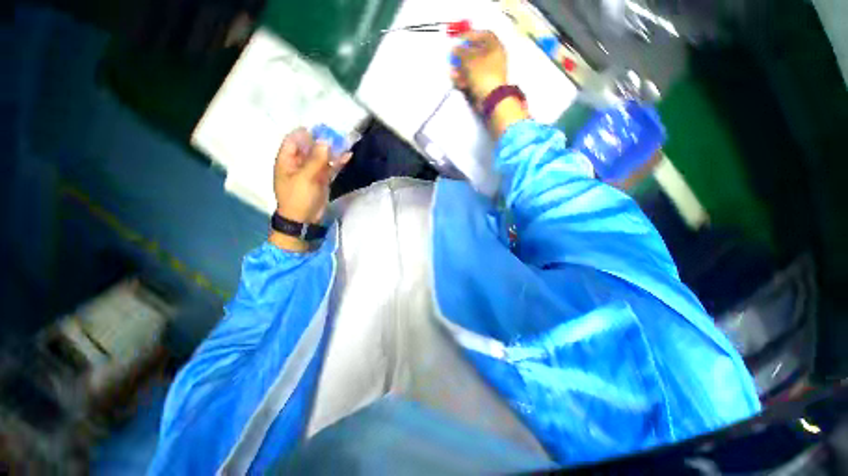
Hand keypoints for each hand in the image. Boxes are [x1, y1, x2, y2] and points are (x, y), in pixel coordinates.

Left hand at [271, 127, 350, 250]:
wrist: (304, 220)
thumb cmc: (299, 198)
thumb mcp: (305, 178)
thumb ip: (316, 159)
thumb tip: (325, 142)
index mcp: (287, 160)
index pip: (294, 140)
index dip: (307, 133)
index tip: (322, 130)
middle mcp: (299, 163)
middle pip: (310, 147)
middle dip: (323, 141)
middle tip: (338, 135)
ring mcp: (311, 171)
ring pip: (322, 157)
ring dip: (333, 151)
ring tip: (346, 143)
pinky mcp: (322, 179)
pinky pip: (330, 167)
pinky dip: (338, 162)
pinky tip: (348, 156)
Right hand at [451, 30, 528, 136]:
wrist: (491, 98)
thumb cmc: (482, 74)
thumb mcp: (469, 60)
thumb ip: (460, 52)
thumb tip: (455, 48)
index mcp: (495, 46)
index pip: (482, 35)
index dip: (470, 36)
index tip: (459, 41)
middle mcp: (494, 57)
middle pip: (476, 52)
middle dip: (462, 56)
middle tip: (453, 59)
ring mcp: (490, 72)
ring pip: (473, 67)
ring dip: (461, 69)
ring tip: (453, 73)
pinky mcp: (485, 84)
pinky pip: (474, 78)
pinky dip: (465, 79)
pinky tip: (458, 82)